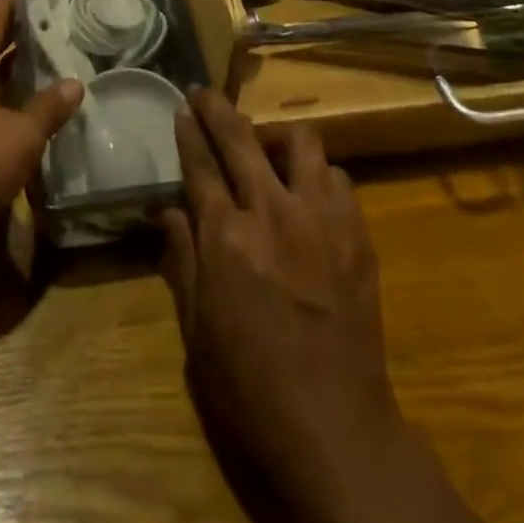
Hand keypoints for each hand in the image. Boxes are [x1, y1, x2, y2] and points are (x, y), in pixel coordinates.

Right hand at [161, 91, 479, 522]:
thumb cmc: (250, 386)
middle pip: (242, 138)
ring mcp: (320, 219)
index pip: (200, 164)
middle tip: (205, 94)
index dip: (188, 132)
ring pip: (301, 143)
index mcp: (226, 237)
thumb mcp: (196, 330)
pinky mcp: (357, 234)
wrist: (334, 428)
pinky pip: (338, 178)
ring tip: (267, 151)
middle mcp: (272, 212)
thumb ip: (181, 259)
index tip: (182, 107)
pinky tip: (309, 194)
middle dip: (218, 109)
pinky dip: (318, 175)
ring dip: (277, 138)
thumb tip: (166, 210)